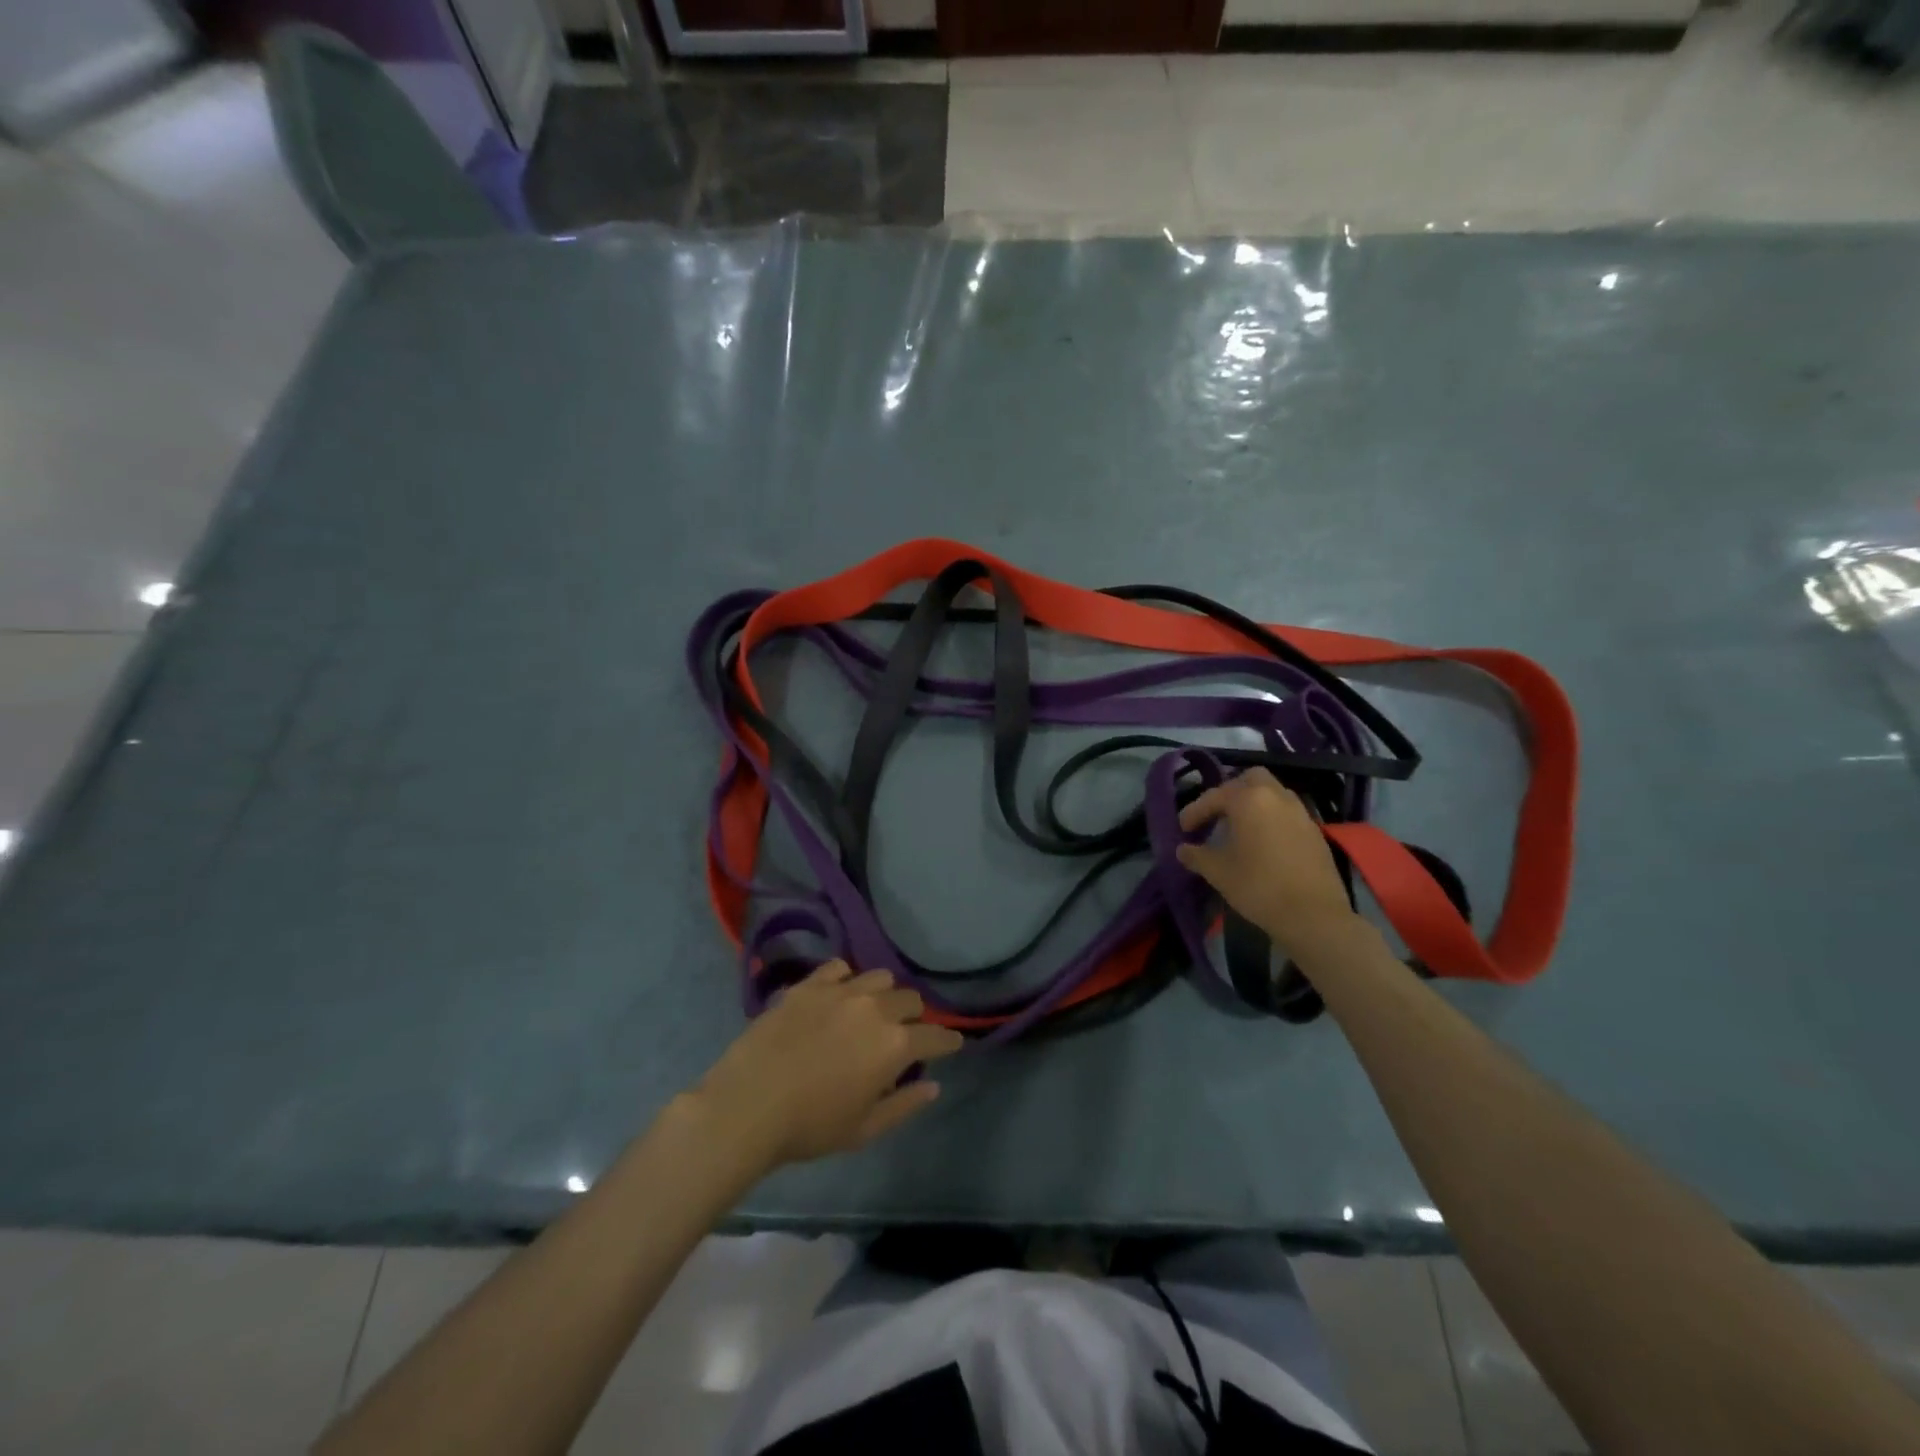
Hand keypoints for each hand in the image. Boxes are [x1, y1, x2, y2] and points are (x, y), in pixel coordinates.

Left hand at [691, 962, 963, 1174]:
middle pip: (910, 999)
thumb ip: (905, 1104)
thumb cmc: (810, 1126)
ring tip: (871, 1010)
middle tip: (904, 1034)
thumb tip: (934, 1085)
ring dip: (884, 994)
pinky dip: (847, 979)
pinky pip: (839, 968)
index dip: (948, 1041)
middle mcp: (875, 1008)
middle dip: (915, 1017)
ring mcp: (841, 991)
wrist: (748, 1105)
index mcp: (895, 1045)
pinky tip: (838, 994)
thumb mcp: (864, 1129)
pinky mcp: (809, 984)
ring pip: (879, 978)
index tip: (952, 1044)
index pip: (936, 1036)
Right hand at [1176, 768, 1358, 956]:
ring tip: (1239, 828)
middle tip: (1216, 816)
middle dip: (1230, 793)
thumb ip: (1197, 856)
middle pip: (1250, 779)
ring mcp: (1300, 812)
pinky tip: (1263, 842)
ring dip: (1253, 803)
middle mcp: (1276, 797)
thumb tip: (1183, 850)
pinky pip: (1287, 812)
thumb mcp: (1218, 872)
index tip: (1183, 829)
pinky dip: (1271, 818)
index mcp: (1249, 800)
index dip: (1195, 811)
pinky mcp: (1315, 831)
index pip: (1214, 796)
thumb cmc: (1258, 887)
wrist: (1313, 915)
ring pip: (1272, 793)